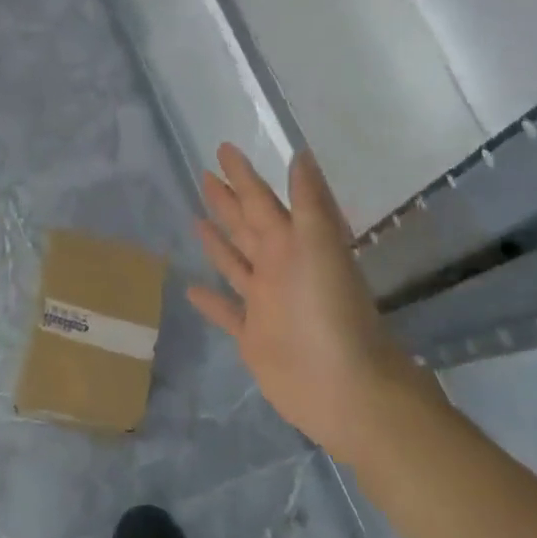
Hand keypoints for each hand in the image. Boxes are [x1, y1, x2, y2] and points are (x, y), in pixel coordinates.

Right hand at [188, 145, 428, 463]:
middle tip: (204, 175)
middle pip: (246, 226)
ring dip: (218, 241)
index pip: (260, 200)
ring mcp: (265, 303)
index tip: (223, 148)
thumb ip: (310, 203)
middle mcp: (278, 268)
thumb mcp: (321, 248)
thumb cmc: (330, 313)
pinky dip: (211, 301)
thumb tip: (301, 154)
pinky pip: (227, 311)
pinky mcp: (253, 336)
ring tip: (196, 220)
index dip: (242, 175)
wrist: (345, 389)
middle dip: (227, 201)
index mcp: (292, 244)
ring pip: (235, 263)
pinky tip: (191, 289)